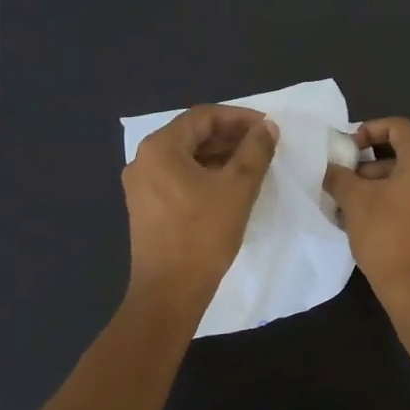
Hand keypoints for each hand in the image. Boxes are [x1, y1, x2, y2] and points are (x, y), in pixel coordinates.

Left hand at [122, 105, 278, 314]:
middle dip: (230, 135)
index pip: (203, 116)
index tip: (267, 127)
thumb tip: (267, 127)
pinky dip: (206, 174)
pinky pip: (179, 177)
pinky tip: (230, 185)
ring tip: (253, 163)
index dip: (239, 117)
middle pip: (192, 134)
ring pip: (186, 157)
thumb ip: (255, 151)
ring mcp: (141, 185)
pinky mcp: (147, 207)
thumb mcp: (238, 188)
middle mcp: (144, 160)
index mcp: (160, 148)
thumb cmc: (203, 234)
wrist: (169, 292)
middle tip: (263, 144)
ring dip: (220, 155)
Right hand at [324, 117, 409, 307]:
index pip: (397, 126)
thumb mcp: (355, 201)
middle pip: (403, 154)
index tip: (346, 149)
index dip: (368, 130)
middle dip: (368, 165)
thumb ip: (339, 176)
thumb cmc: (388, 235)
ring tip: (348, 206)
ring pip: (409, 180)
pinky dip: (393, 202)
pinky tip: (368, 223)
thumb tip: (332, 168)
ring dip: (378, 186)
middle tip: (342, 181)